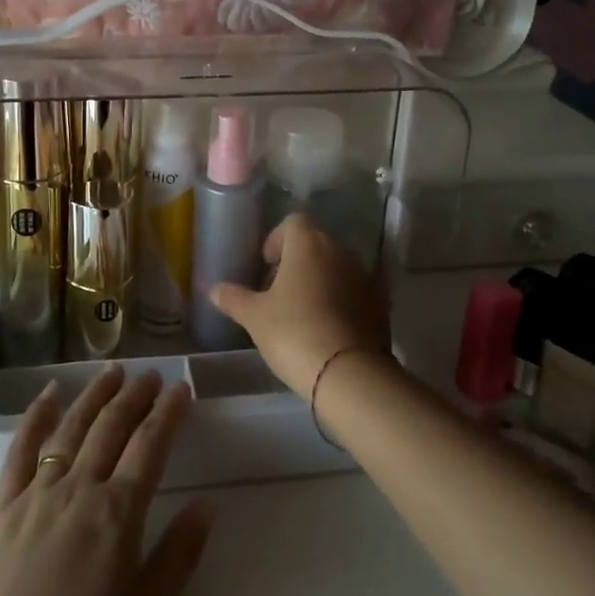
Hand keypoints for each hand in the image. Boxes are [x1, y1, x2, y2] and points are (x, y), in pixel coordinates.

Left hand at [0, 365, 212, 595]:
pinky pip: (19, 451)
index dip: (168, 413)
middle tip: (151, 374)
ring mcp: (35, 495)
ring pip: (70, 428)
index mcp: (117, 515)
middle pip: (111, 427)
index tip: (181, 388)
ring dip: (93, 395)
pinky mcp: (1, 509)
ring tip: (111, 371)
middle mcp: (77, 490)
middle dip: (135, 395)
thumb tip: (208, 504)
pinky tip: (47, 394)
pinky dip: (34, 417)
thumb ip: (177, 556)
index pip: (150, 446)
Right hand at [209, 214, 389, 397]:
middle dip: (297, 260)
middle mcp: (340, 251)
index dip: (277, 239)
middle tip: (278, 290)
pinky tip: (326, 327)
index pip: (293, 222)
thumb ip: (234, 298)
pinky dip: (340, 300)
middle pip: (317, 243)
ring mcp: (365, 277)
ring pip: (337, 267)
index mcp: (309, 244)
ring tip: (301, 311)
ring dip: (320, 280)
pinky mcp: (381, 304)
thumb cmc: (294, 333)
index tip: (266, 264)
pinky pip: (354, 291)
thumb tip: (213, 288)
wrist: (350, 374)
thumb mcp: (255, 317)